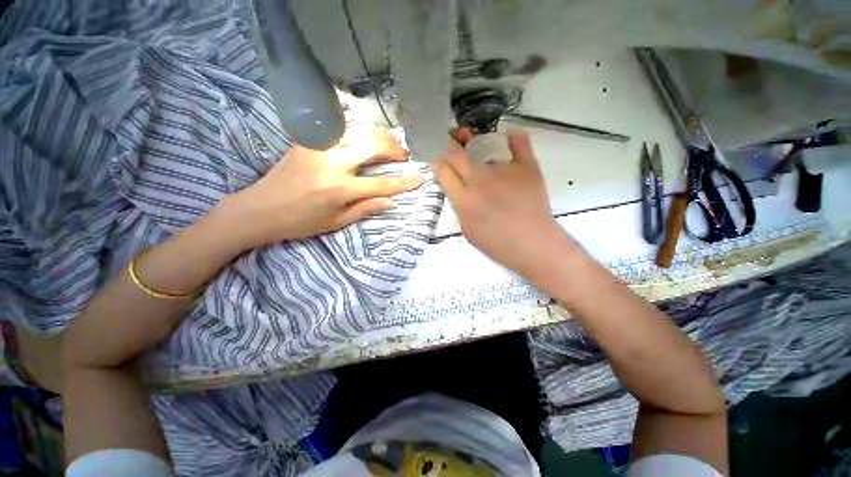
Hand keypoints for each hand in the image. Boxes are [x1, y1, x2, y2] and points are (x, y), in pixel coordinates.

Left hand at [217, 128, 423, 249]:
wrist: (259, 209)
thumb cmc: (301, 222)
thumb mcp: (337, 222)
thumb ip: (365, 208)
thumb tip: (392, 202)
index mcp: (340, 189)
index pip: (382, 184)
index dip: (404, 182)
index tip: (420, 178)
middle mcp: (332, 163)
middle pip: (372, 147)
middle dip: (394, 149)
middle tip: (405, 154)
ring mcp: (318, 148)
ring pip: (358, 132)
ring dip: (379, 136)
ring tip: (391, 144)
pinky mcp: (307, 141)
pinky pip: (337, 130)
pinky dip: (357, 131)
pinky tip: (364, 136)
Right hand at [432, 129, 573, 275]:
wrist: (533, 244)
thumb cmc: (497, 244)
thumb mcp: (467, 230)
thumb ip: (459, 206)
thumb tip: (459, 189)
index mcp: (463, 199)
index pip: (443, 171)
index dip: (438, 163)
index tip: (439, 161)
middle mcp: (480, 180)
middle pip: (457, 153)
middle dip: (450, 146)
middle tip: (452, 145)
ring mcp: (503, 170)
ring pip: (484, 147)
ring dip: (476, 145)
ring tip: (477, 145)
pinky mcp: (526, 167)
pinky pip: (519, 142)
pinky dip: (512, 137)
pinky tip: (508, 135)